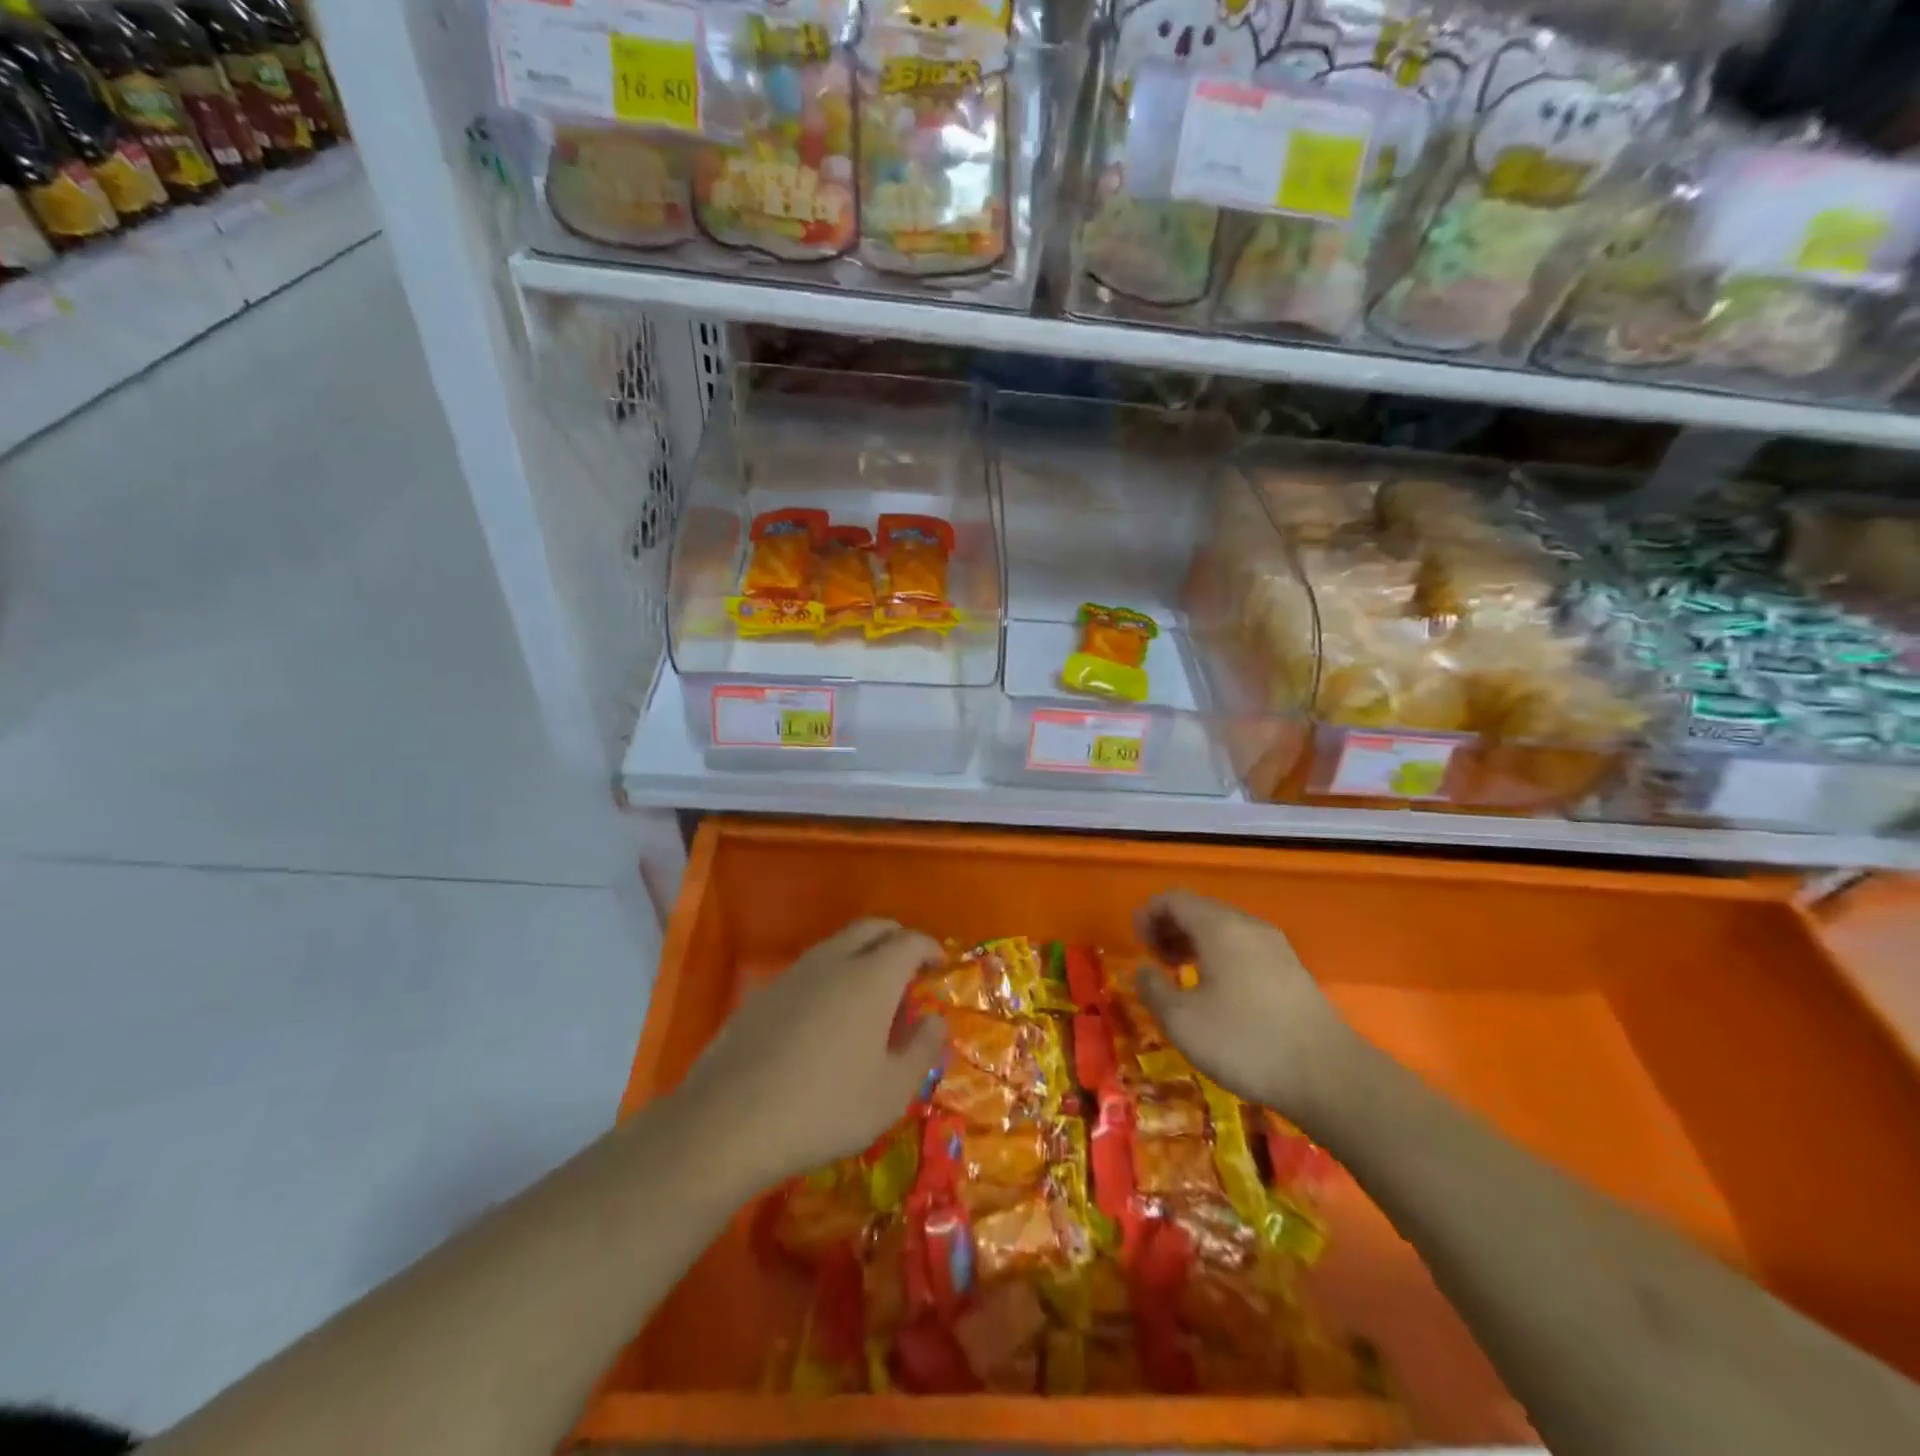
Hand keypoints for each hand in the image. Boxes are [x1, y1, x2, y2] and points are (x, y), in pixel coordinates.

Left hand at [672, 919, 945, 1191]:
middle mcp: (834, 961)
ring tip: (871, 992)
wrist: (728, 1121)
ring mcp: (794, 973)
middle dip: (897, 938)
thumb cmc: (825, 1107)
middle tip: (910, 966)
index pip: (909, 941)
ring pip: (838, 944)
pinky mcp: (764, 993)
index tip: (939, 965)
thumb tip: (935, 1020)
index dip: (930, 948)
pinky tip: (827, 1016)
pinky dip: (831, 975)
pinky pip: (810, 968)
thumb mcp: (891, 1092)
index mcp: (872, 977)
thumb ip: (922, 1049)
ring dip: (862, 954)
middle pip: (872, 928)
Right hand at [1134, 890, 1359, 1116]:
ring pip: (1224, 929)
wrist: (1329, 1077)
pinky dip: (1220, 957)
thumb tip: (1143, 970)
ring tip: (1181, 976)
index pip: (1174, 899)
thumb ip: (1153, 989)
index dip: (1147, 914)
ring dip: (1195, 943)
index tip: (1136, 944)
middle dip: (1170, 928)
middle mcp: (1248, 926)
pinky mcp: (1292, 971)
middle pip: (1200, 910)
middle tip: (1154, 960)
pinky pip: (1244, 948)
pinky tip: (1217, 992)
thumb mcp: (1182, 1021)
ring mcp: (1276, 947)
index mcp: (1219, 926)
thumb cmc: (1245, 1042)